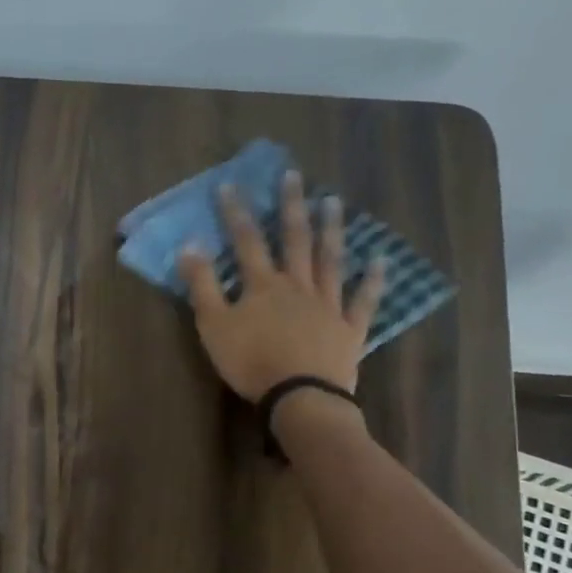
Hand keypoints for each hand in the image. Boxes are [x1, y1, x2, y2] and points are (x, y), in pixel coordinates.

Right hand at [175, 172, 385, 399]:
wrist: (299, 397)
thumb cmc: (250, 362)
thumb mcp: (213, 325)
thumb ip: (202, 286)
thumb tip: (190, 246)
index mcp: (263, 286)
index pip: (246, 241)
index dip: (236, 213)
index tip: (230, 184)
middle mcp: (298, 285)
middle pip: (294, 240)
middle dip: (290, 207)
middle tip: (294, 176)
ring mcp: (328, 305)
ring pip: (330, 260)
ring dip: (330, 230)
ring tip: (333, 201)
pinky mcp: (349, 329)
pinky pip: (364, 300)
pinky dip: (374, 280)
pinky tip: (381, 260)